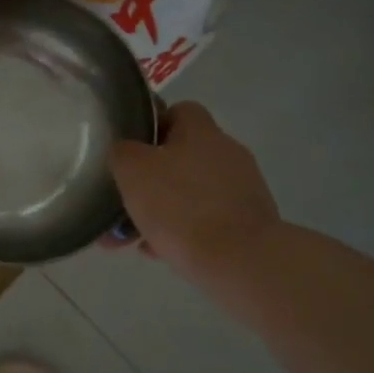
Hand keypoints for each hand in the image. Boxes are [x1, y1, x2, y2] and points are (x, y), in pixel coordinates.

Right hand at [110, 102, 280, 277]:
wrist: (240, 261)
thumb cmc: (180, 206)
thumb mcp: (133, 170)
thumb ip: (123, 152)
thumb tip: (126, 151)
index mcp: (202, 132)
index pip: (179, 111)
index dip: (153, 126)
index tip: (131, 150)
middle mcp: (227, 154)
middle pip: (182, 156)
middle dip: (152, 178)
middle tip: (125, 200)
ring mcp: (242, 190)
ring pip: (191, 193)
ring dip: (163, 209)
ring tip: (134, 237)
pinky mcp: (250, 224)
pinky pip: (207, 221)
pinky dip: (184, 232)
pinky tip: (160, 253)